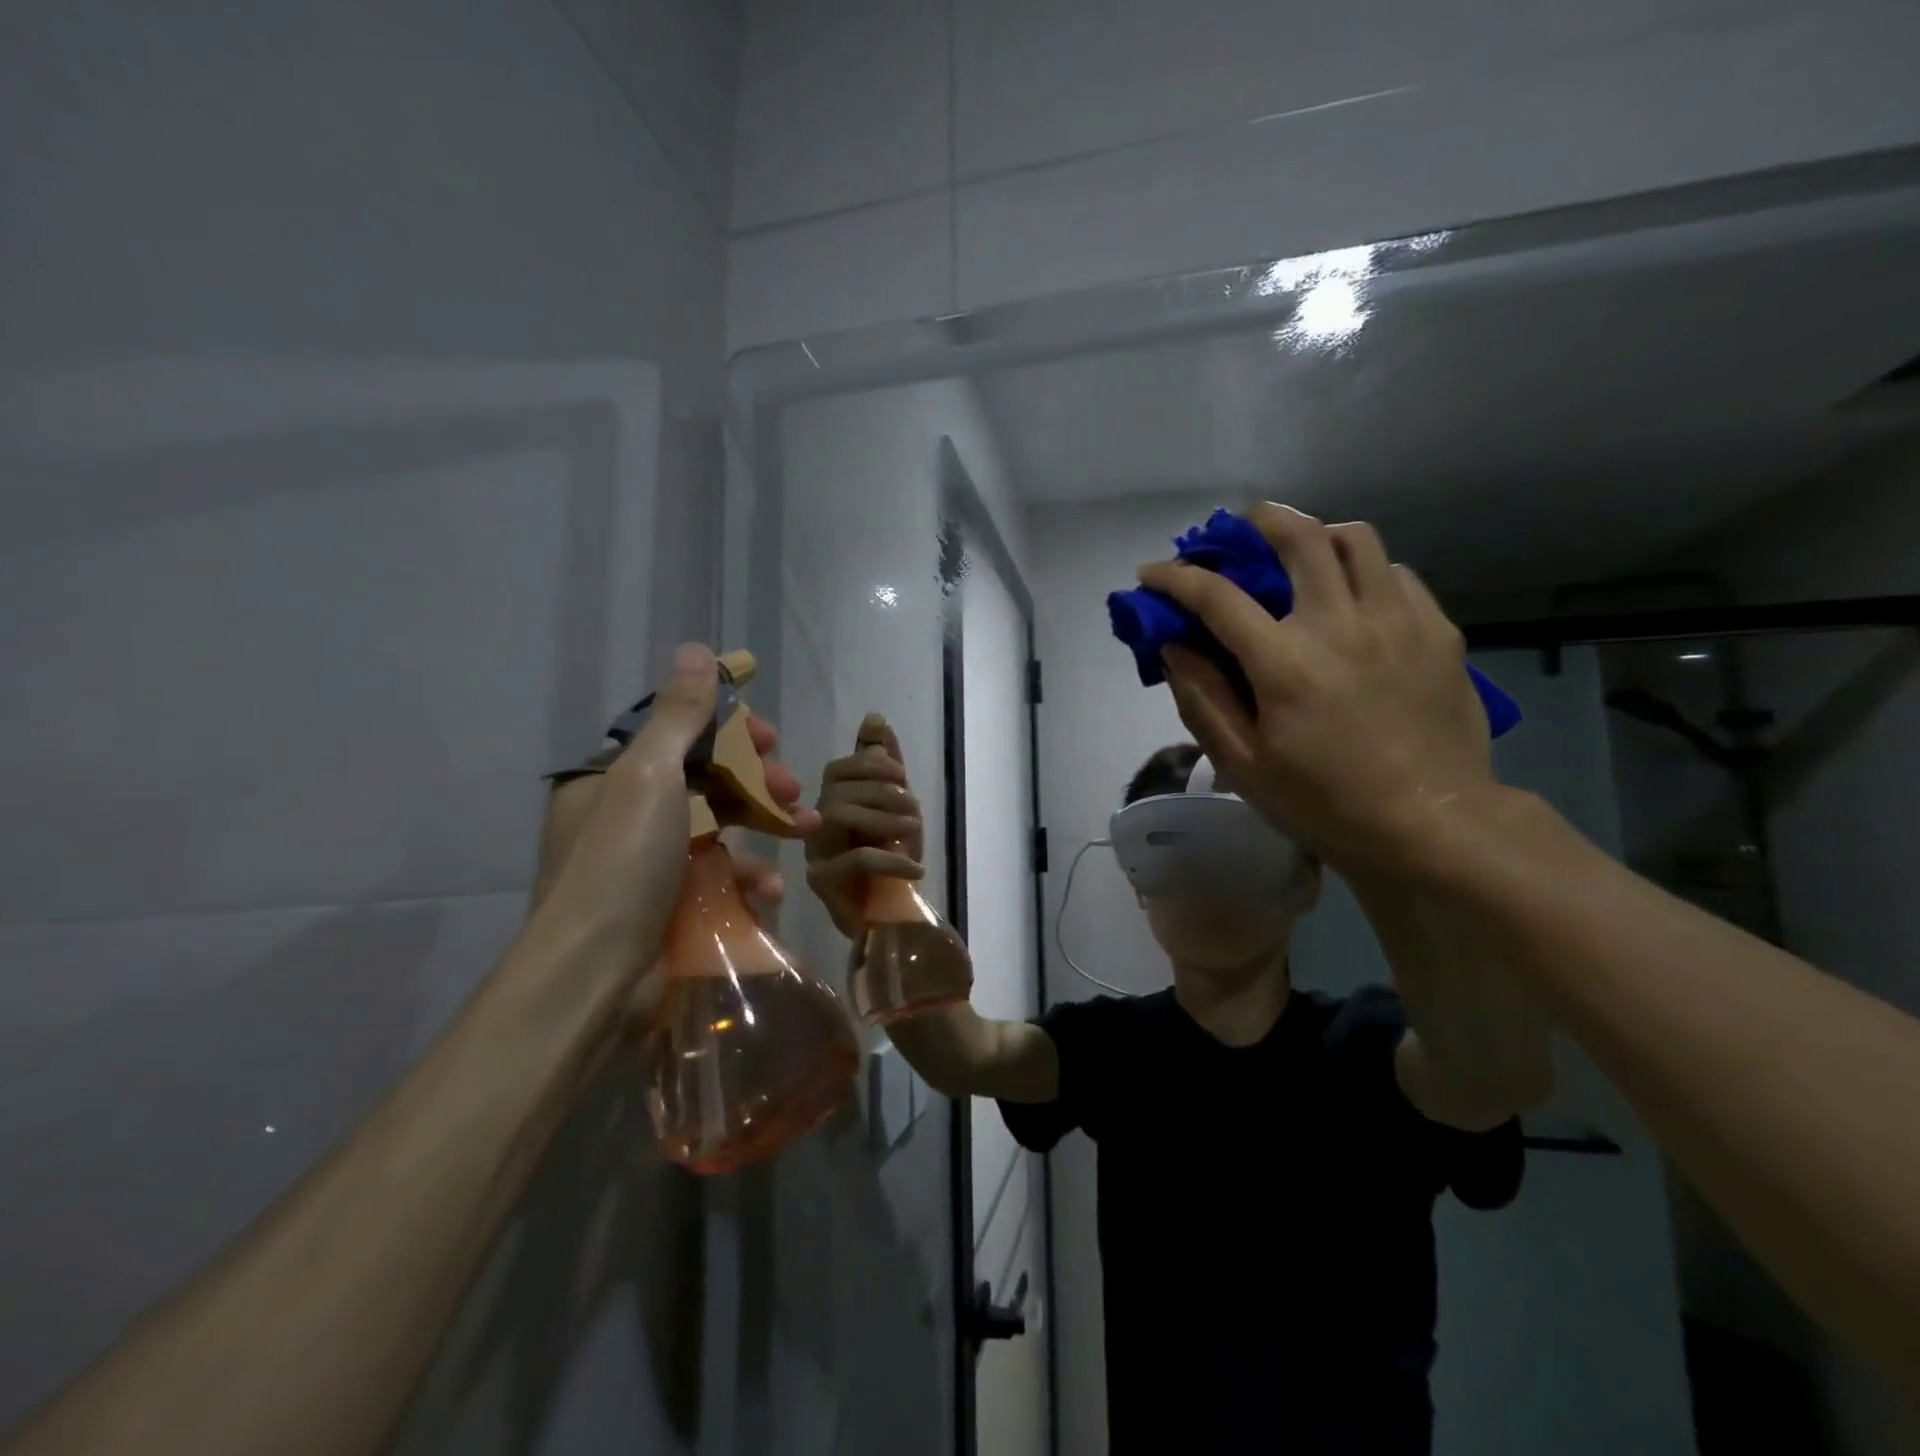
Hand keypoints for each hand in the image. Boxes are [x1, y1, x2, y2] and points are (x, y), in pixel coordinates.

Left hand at [532, 643, 820, 981]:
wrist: (595, 978)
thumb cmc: (623, 864)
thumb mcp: (651, 777)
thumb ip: (681, 715)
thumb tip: (697, 647)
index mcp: (613, 780)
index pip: (677, 736)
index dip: (728, 731)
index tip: (769, 737)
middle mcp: (628, 816)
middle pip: (705, 780)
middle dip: (756, 780)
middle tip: (793, 787)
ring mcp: (651, 864)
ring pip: (721, 828)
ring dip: (765, 825)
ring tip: (807, 829)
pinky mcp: (673, 905)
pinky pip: (718, 877)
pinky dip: (747, 876)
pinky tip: (769, 888)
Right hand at [804, 712, 924, 938]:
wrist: (897, 915)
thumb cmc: (894, 859)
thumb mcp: (899, 806)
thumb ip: (886, 765)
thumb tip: (875, 718)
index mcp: (833, 801)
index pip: (839, 768)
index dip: (871, 765)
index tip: (901, 777)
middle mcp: (815, 823)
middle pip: (838, 789)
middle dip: (882, 793)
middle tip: (914, 810)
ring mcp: (814, 852)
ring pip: (839, 814)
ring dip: (885, 819)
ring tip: (915, 832)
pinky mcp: (822, 882)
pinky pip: (855, 859)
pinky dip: (891, 858)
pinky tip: (916, 868)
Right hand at [1137, 504, 1496, 873]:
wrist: (1430, 825)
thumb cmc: (1324, 803)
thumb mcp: (1243, 765)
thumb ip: (1202, 698)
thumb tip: (1174, 646)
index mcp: (1284, 663)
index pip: (1216, 596)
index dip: (1175, 577)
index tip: (1151, 573)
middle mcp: (1341, 625)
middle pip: (1299, 536)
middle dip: (1256, 521)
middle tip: (1236, 529)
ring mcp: (1397, 622)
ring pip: (1356, 539)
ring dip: (1317, 535)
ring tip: (1299, 556)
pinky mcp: (1438, 632)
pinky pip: (1396, 574)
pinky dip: (1363, 572)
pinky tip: (1352, 600)